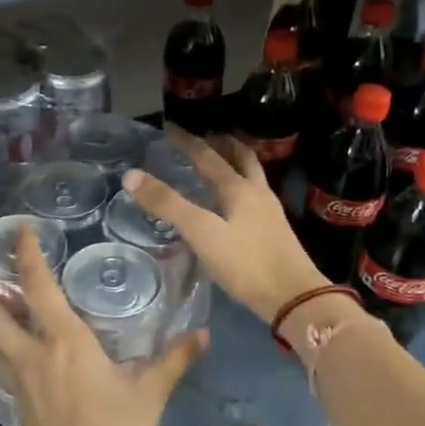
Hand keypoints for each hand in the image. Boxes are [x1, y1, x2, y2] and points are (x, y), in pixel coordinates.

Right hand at [124, 130, 326, 322]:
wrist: (294, 297)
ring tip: (221, 164)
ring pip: (252, 177)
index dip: (187, 141)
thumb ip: (167, 204)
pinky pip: (255, 198)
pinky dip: (241, 189)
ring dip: (236, 164)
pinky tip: (234, 205)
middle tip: (205, 137)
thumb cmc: (245, 263)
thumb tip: (130, 175)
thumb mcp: (201, 232)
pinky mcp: (275, 233)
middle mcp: (257, 193)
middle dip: (222, 144)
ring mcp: (270, 213)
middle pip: (241, 158)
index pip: (208, 156)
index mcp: (239, 188)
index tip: (170, 128)